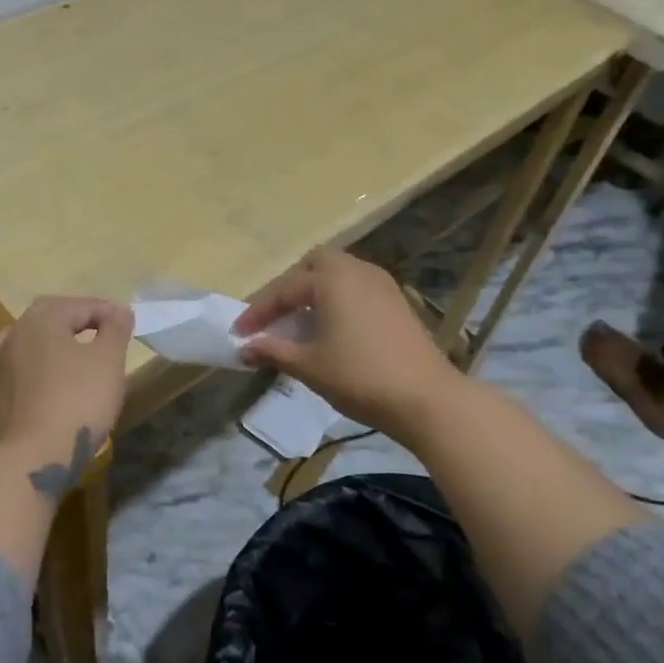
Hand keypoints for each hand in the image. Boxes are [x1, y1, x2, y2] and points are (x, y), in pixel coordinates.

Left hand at [0, 296, 132, 494]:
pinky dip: (17, 382)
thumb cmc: (77, 403)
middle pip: (46, 321)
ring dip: (42, 350)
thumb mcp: (109, 362)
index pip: (81, 305)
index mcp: (41, 320)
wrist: (30, 460)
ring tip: (63, 362)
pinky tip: (25, 391)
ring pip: (20, 349)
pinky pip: (2, 383)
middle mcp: (11, 337)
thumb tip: (118, 311)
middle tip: (99, 337)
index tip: (127, 326)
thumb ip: (115, 330)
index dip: (107, 312)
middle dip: (73, 325)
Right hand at [234, 248, 462, 441]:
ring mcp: (381, 284)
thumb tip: (244, 348)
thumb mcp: (308, 365)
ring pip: (339, 273)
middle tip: (275, 316)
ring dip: (315, 292)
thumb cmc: (359, 377)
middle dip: (290, 287)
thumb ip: (273, 351)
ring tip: (300, 323)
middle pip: (314, 264)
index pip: (283, 289)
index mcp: (331, 279)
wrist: (425, 398)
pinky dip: (338, 299)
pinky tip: (332, 328)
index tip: (238, 333)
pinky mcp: (397, 301)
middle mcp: (356, 271)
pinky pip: (356, 287)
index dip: (257, 312)